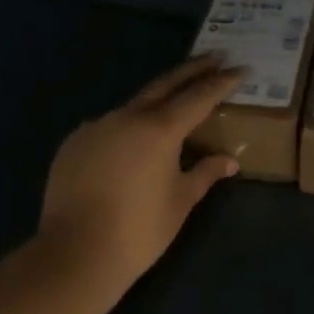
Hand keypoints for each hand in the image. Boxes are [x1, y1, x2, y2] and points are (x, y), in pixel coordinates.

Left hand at [37, 54, 244, 300]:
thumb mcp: (180, 201)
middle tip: (214, 57)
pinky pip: (107, 126)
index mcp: (160, 128)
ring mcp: (96, 126)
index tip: (240, 68)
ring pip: (133, 105)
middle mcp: (127, 116)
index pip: (199, 96)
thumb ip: (205, 173)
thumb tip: (230, 161)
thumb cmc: (138, 231)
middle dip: (193, 70)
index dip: (222, 82)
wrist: (73, 256)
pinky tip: (130, 144)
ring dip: (156, 101)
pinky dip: (126, 128)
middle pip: (166, 84)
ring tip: (173, 105)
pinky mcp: (73, 143)